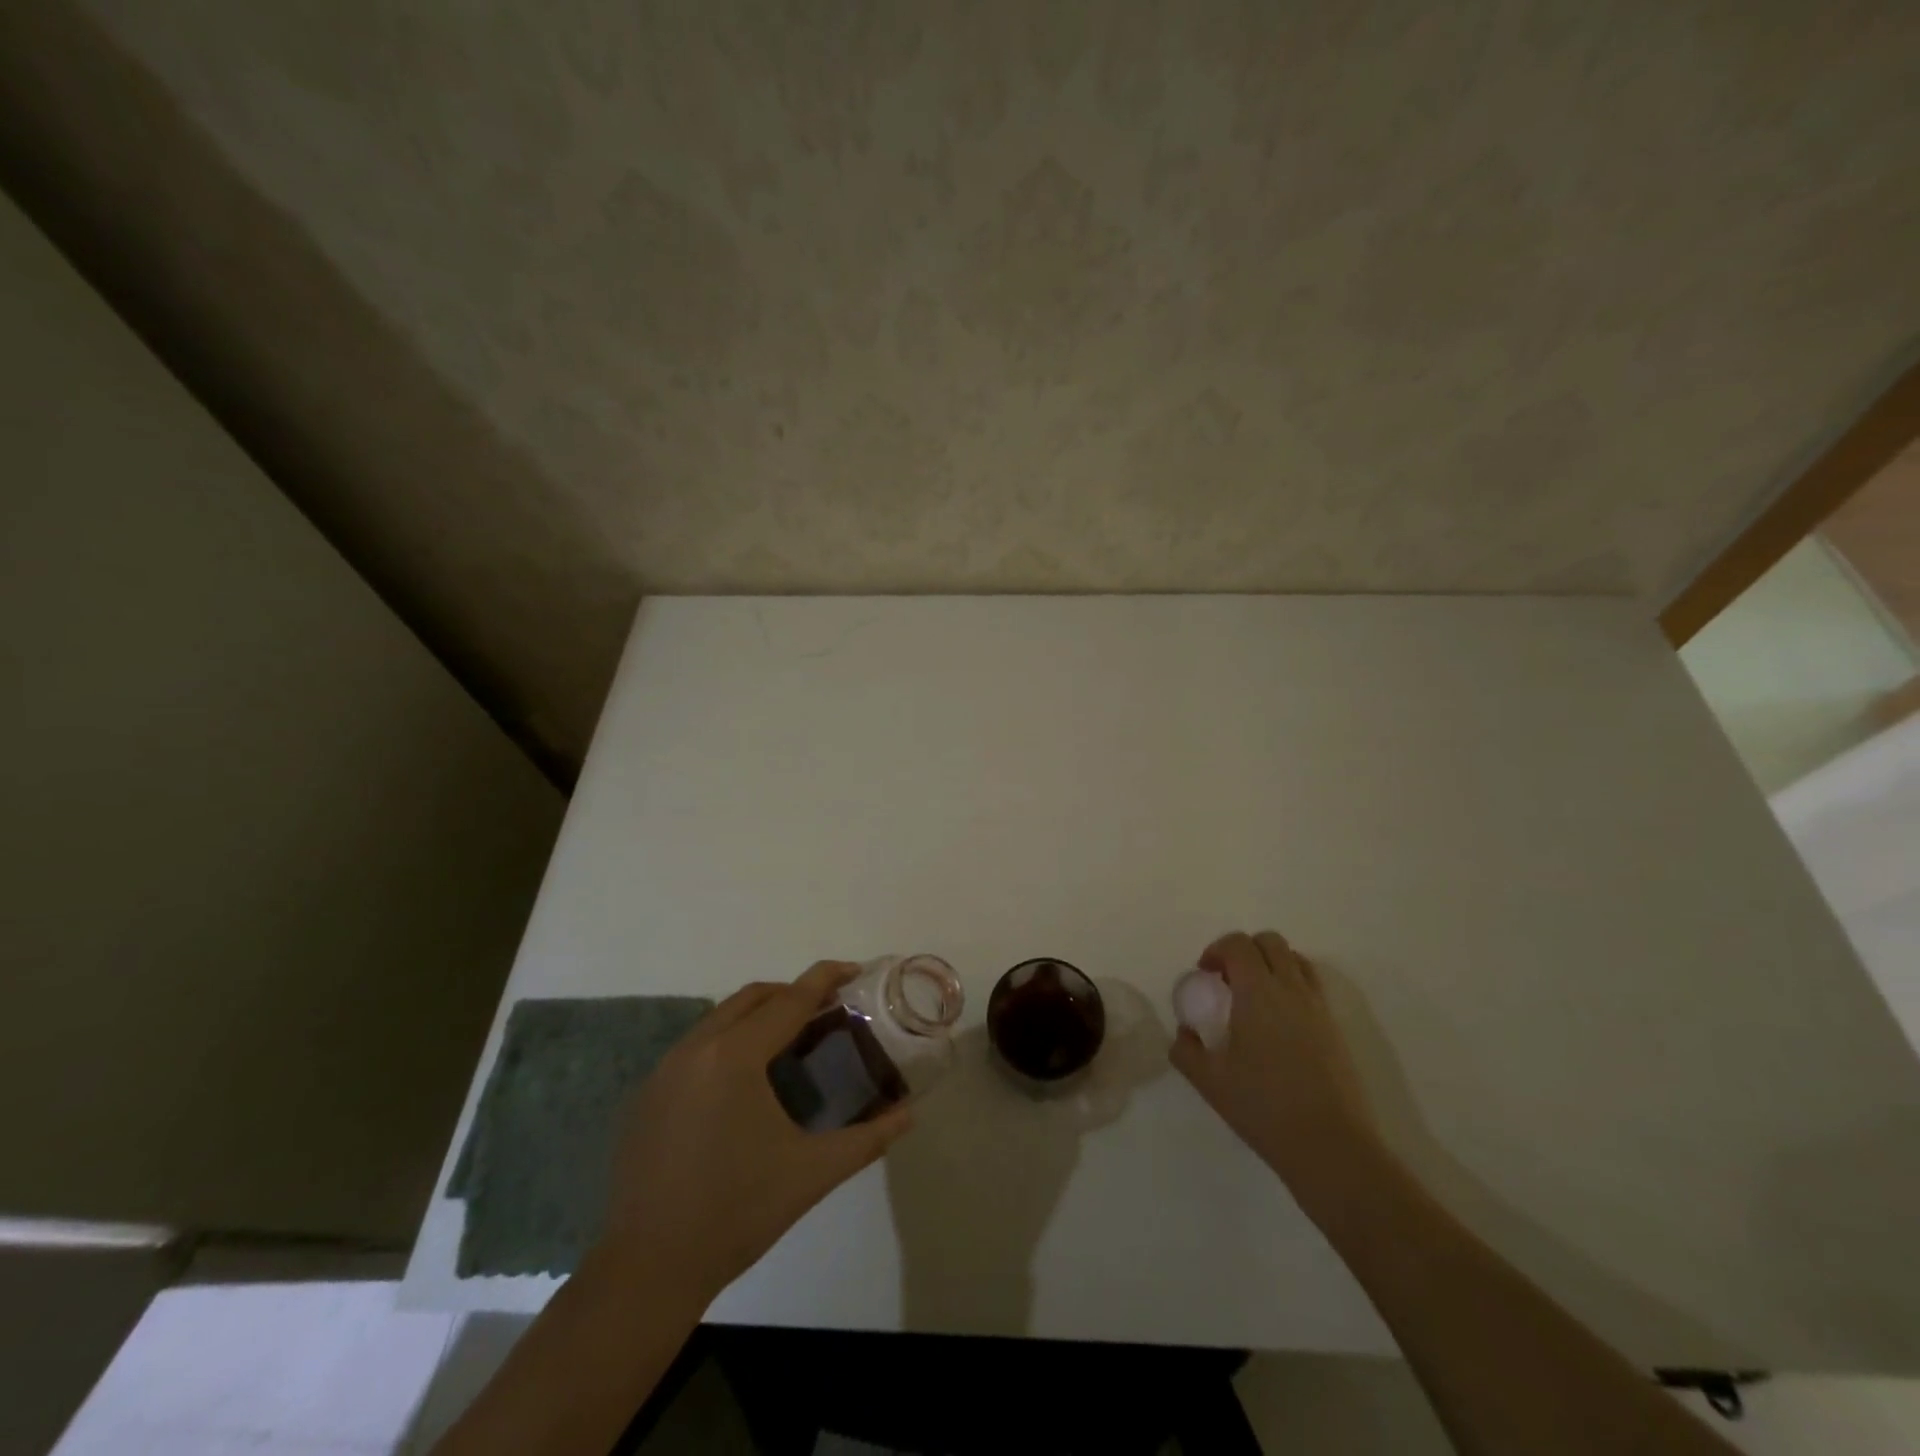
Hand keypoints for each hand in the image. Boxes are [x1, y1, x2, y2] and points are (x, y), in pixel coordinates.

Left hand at [597, 961, 912, 1304]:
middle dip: (793, 993)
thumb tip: (909, 1114)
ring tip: (792, 1039)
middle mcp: (696, 1048)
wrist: (648, 1270)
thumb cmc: (737, 1213)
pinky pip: (697, 1045)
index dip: (825, 979)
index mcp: (735, 1057)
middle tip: (828, 1009)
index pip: (790, 1000)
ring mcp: (665, 1070)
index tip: (854, 969)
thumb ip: (868, 1138)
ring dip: (759, 1015)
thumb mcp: (812, 1173)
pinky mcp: (648, 1094)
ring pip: (721, 1018)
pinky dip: (730, 1040)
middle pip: (752, 997)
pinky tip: (747, 1080)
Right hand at [1170, 931, 1388, 1209]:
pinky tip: (1279, 1021)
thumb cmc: (1263, 1107)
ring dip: (1271, 964)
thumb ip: (1186, 1050)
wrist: (1330, 1145)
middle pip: (1270, 942)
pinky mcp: (1335, 1027)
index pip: (1238, 944)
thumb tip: (1185, 1033)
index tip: (1205, 975)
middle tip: (1228, 981)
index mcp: (1258, 993)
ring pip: (1295, 959)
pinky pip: (1312, 985)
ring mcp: (1318, 1007)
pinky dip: (1292, 984)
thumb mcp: (1210, 1081)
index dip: (1216, 949)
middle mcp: (1291, 989)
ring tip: (1255, 996)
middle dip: (1244, 950)